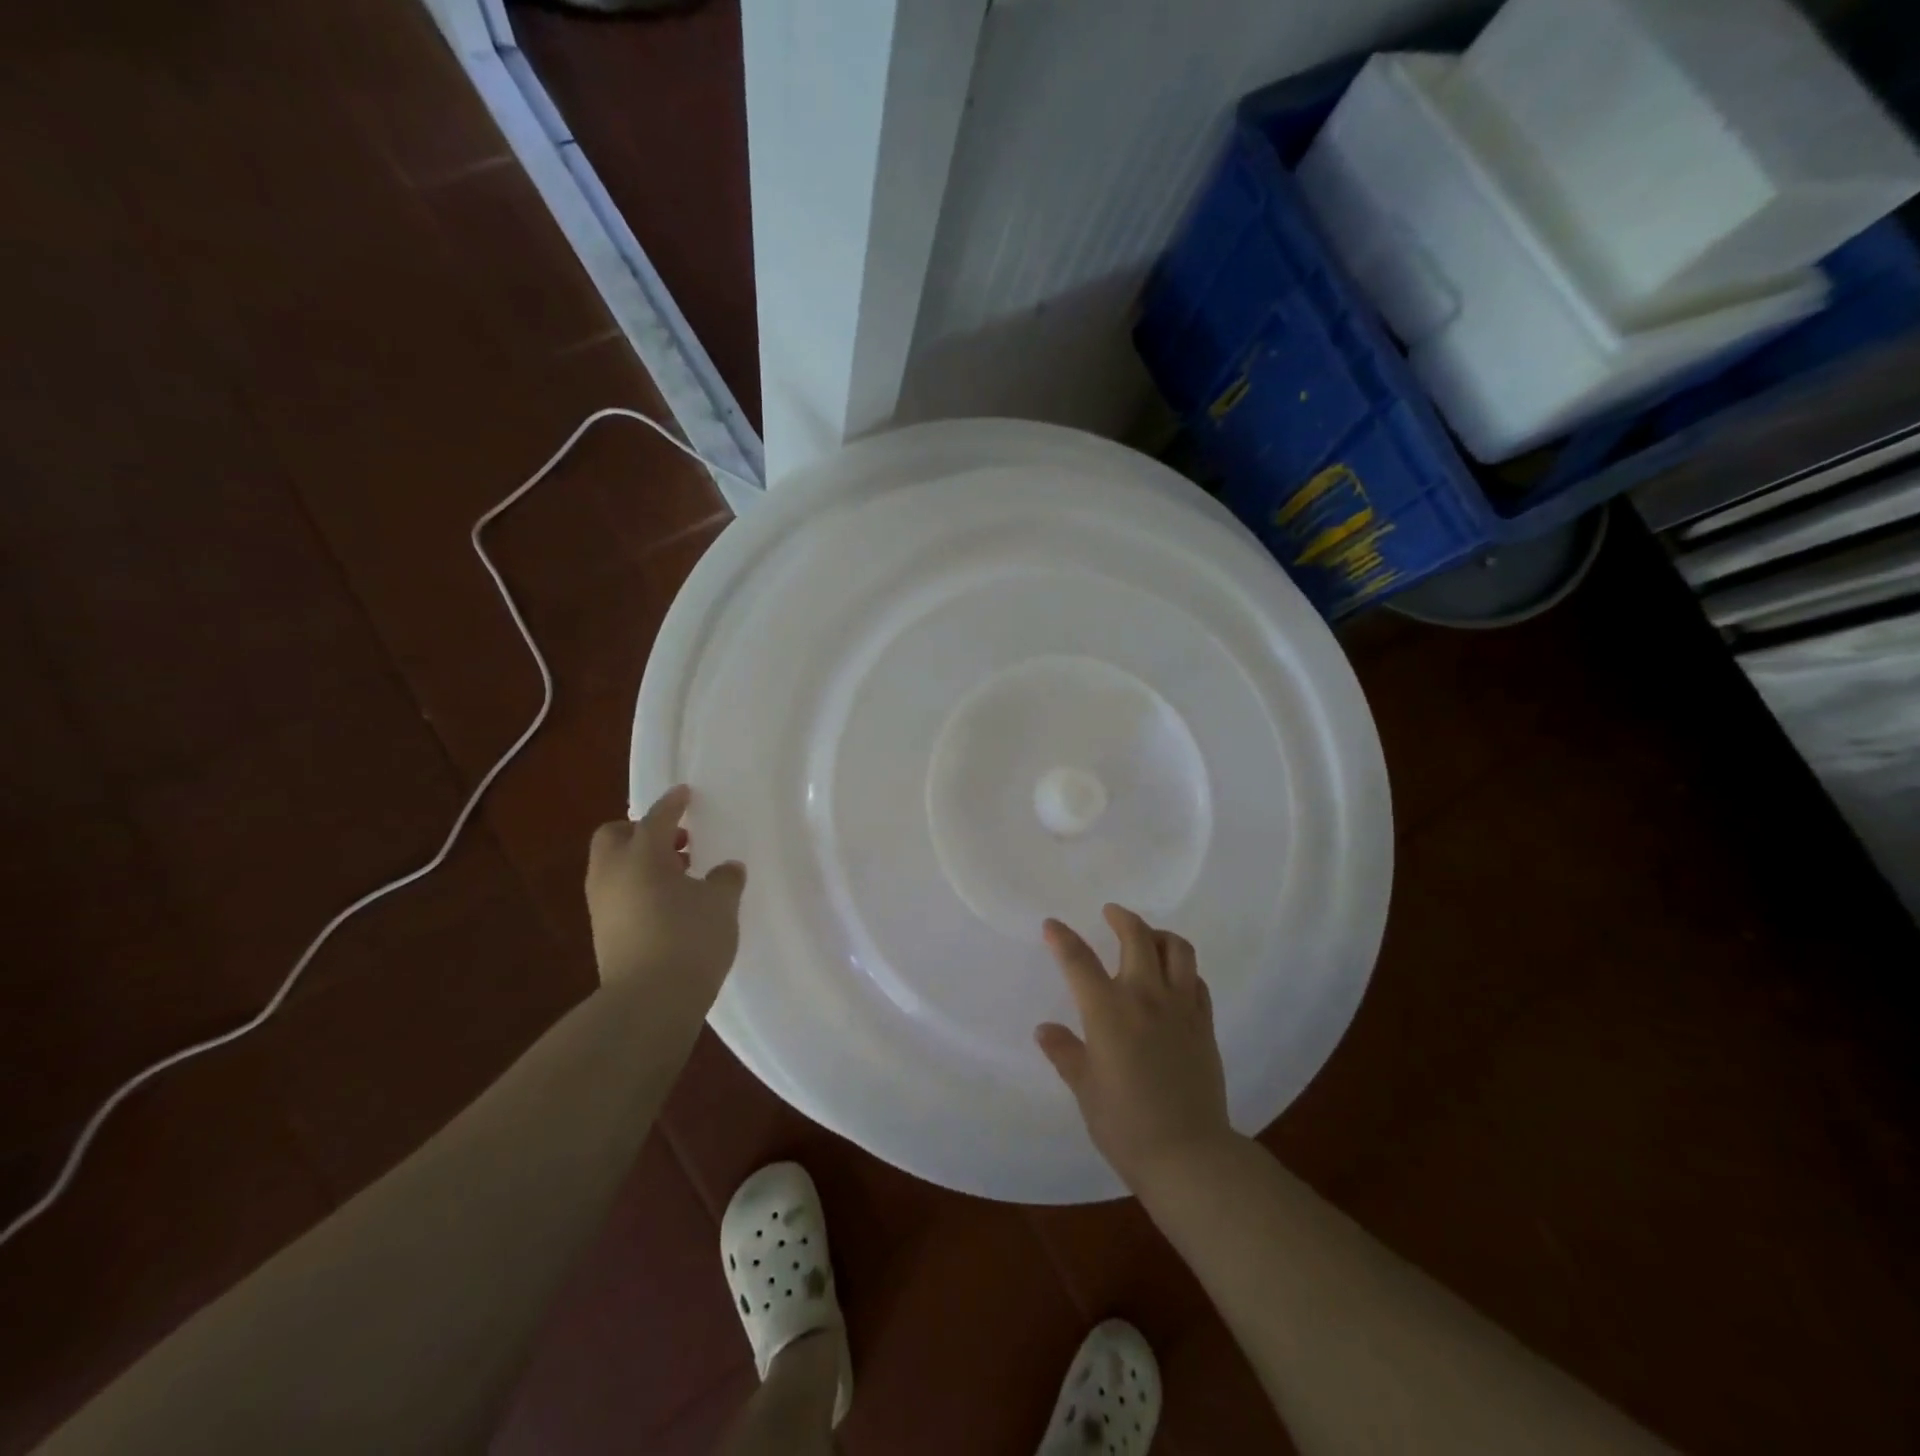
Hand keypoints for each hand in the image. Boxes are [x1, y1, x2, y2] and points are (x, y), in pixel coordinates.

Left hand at [586, 785, 745, 1005]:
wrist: (649, 1003)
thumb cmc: (689, 939)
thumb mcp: (721, 904)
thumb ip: (725, 879)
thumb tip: (726, 870)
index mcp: (642, 855)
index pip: (657, 817)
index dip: (673, 803)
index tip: (684, 793)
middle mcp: (613, 873)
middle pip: (615, 836)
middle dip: (641, 831)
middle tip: (676, 841)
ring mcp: (603, 904)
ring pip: (614, 866)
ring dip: (640, 861)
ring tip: (679, 874)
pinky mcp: (603, 932)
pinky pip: (618, 893)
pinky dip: (637, 887)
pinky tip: (668, 904)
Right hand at [1036, 905, 1233, 1189]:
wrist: (1188, 1154)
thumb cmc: (1125, 1124)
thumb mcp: (1085, 1088)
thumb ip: (1065, 1052)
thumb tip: (1045, 1030)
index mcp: (1108, 1010)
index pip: (1079, 960)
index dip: (1063, 938)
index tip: (1052, 925)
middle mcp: (1145, 996)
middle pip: (1137, 937)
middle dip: (1121, 918)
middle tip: (1110, 913)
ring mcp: (1181, 1007)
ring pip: (1177, 949)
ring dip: (1159, 935)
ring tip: (1148, 937)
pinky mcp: (1205, 1024)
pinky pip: (1196, 980)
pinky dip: (1183, 968)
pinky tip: (1174, 978)